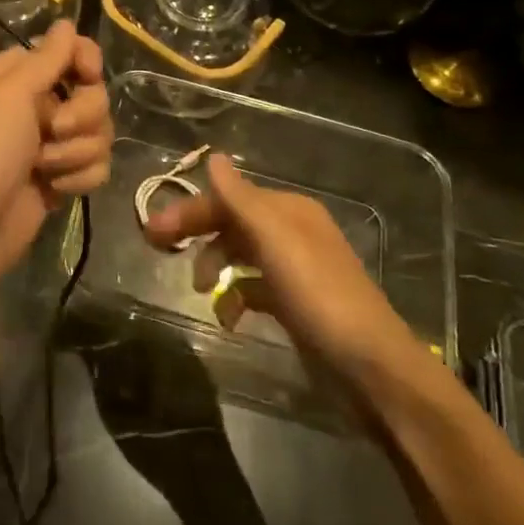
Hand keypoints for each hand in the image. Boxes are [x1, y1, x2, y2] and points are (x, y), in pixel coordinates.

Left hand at [0, 21, 110, 304]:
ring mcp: (47, 146)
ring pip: (98, 134)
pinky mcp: (58, 180)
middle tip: (51, 131)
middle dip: (82, 115)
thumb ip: (46, 59)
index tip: (87, 76)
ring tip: (44, 169)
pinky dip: (79, 178)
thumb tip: (66, 24)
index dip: (85, 61)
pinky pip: (94, 167)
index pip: (68, 51)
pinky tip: (54, 191)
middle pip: (91, 95)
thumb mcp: (9, 94)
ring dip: (77, 151)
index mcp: (15, 77)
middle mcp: (33, 106)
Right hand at [142, 155, 424, 379]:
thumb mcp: (276, 241)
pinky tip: (228, 317)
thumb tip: (212, 156)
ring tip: (197, 289)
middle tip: (156, 248)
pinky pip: (252, 288)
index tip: (153, 231)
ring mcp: (293, 270)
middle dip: (196, 233)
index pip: (228, 198)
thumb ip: (241, 199)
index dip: (190, 210)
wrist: (370, 367)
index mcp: (288, 211)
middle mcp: (291, 233)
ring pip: (239, 255)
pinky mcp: (293, 304)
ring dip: (213, 266)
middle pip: (231, 223)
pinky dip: (234, 297)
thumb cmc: (319, 296)